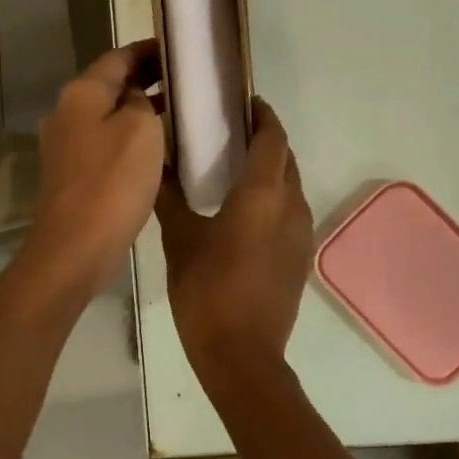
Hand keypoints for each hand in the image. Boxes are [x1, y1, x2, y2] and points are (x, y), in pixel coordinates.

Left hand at [25, 42, 165, 293]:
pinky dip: (129, 137)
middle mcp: (67, 112)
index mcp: (81, 93)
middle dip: (146, 79)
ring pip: (107, 115)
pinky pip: (105, 143)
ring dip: (139, 110)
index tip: (179, 50)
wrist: (76, 246)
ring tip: (177, 112)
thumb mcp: (140, 128)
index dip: (149, 50)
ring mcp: (65, 145)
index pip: (118, 57)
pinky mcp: (72, 174)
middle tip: (185, 81)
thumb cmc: (112, 181)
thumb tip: (135, 98)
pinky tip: (155, 149)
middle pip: (110, 84)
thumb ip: (141, 101)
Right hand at [156, 98, 313, 390]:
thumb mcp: (180, 240)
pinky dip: (274, 198)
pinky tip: (244, 210)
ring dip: (271, 170)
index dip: (262, 115)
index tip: (243, 102)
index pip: (273, 138)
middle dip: (265, 140)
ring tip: (235, 168)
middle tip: (230, 133)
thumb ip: (171, 199)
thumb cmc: (207, 292)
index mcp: (264, 195)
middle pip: (286, 159)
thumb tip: (157, 167)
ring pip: (291, 186)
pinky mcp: (300, 257)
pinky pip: (291, 211)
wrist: (243, 356)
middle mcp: (292, 206)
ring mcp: (301, 234)